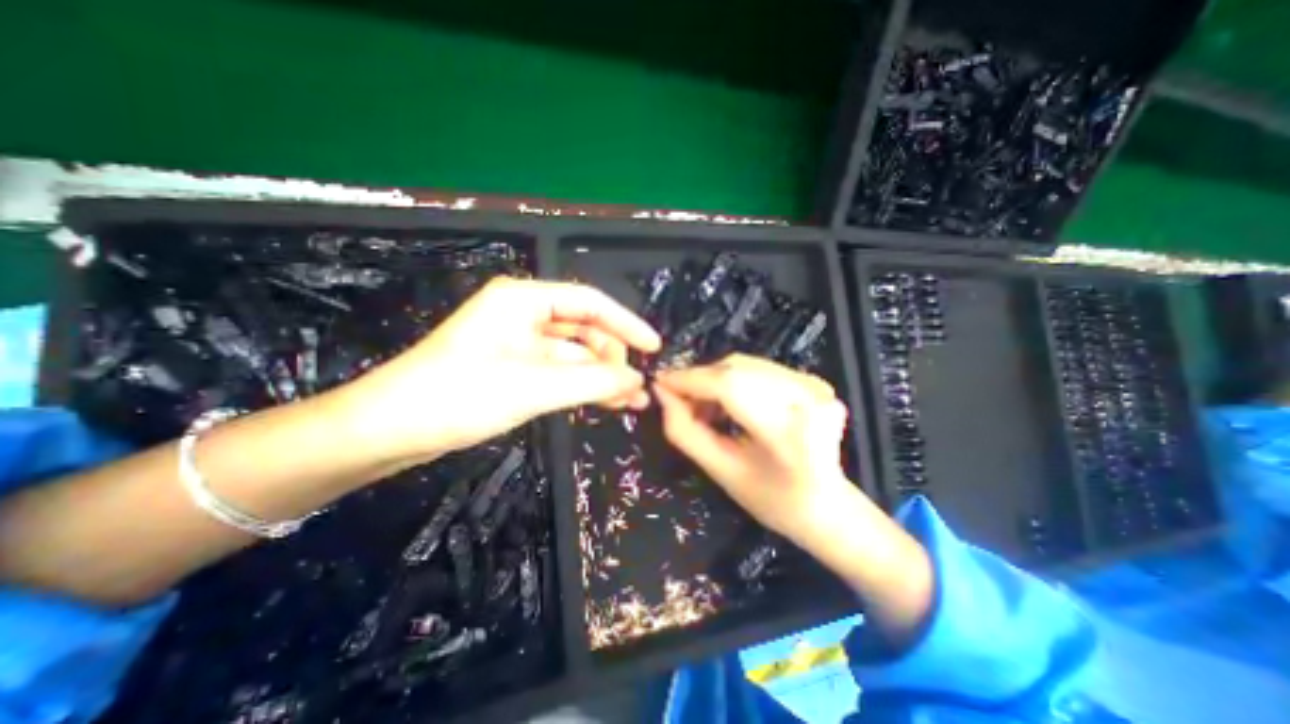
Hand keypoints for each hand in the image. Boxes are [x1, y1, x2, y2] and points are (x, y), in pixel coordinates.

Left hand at [336, 277, 658, 462]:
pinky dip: (582, 387)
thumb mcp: (533, 387)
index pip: (590, 303)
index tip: (653, 347)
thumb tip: (637, 380)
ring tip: (630, 402)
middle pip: (584, 330)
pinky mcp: (515, 368)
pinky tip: (605, 403)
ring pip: (574, 356)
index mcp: (523, 300)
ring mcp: (519, 343)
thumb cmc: (457, 395)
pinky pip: (560, 372)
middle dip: (614, 358)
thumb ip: (592, 382)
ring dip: (602, 377)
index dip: (626, 323)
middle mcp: (524, 314)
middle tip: (638, 388)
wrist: (389, 430)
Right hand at [657, 352, 853, 544]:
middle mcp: (808, 398)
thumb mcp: (720, 471)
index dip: (689, 379)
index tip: (660, 381)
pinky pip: (757, 368)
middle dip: (699, 380)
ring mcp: (814, 385)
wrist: (828, 506)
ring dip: (714, 380)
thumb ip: (684, 431)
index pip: (729, 386)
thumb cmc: (772, 500)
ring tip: (703, 408)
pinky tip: (726, 403)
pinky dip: (733, 380)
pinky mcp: (813, 379)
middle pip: (735, 369)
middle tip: (679, 401)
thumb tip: (661, 392)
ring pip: (744, 365)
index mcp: (788, 432)